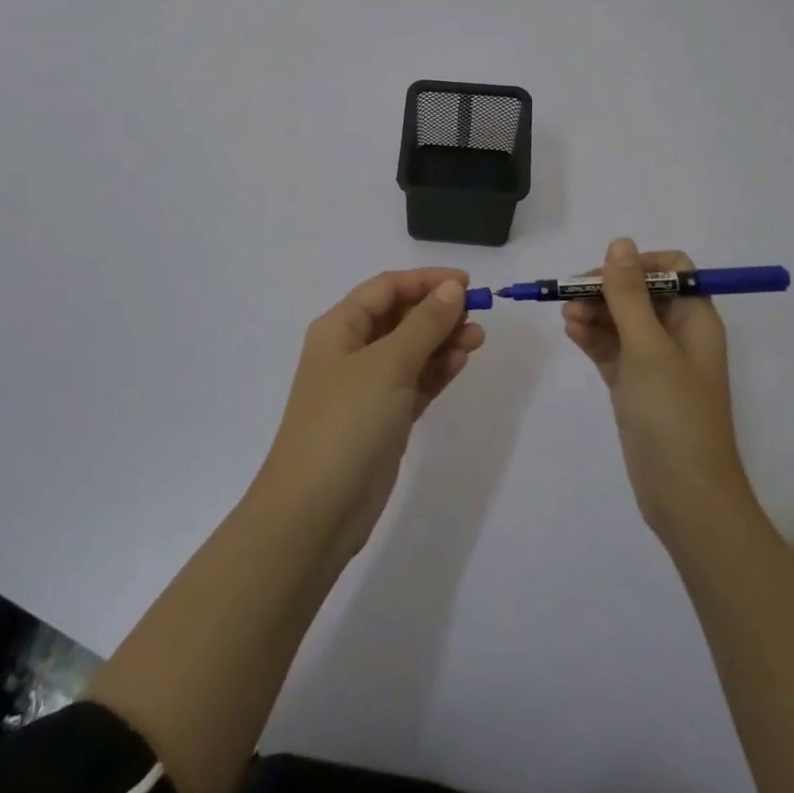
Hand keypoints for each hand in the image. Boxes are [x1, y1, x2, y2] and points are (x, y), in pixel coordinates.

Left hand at [255, 268, 485, 560]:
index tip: (466, 283)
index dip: (425, 280)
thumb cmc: (347, 422)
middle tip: (477, 315)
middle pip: (399, 317)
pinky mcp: (382, 420)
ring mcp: (366, 388)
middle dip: (437, 312)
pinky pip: (414, 382)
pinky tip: (460, 363)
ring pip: (410, 350)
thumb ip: (424, 324)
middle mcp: (351, 351)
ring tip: (478, 340)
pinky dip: (436, 371)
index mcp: (339, 328)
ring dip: (442, 341)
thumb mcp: (388, 364)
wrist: (315, 512)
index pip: (386, 288)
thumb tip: (451, 288)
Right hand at [564, 238, 755, 546]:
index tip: (605, 275)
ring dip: (594, 313)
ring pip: (621, 320)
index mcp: (695, 319)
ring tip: (566, 319)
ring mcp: (656, 362)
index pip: (672, 269)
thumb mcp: (648, 348)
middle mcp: (678, 334)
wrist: (687, 500)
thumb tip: (619, 242)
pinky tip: (572, 333)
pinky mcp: (636, 386)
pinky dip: (593, 338)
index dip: (638, 265)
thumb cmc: (674, 415)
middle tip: (570, 297)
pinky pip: (612, 348)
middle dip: (606, 290)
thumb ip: (629, 294)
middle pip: (640, 292)